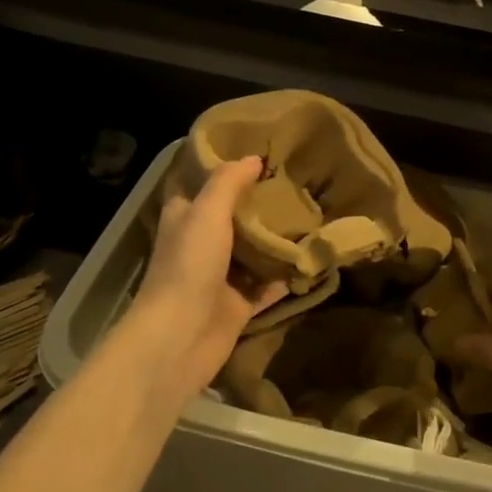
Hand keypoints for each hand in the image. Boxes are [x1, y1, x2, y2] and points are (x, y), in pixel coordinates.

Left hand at [125, 156, 286, 407]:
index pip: (203, 185)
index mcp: (185, 219)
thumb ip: (228, 183)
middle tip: (295, 183)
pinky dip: (285, 276)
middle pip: (232, 218)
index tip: (258, 154)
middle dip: (258, 204)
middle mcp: (201, 245)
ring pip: (252, 252)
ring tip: (310, 215)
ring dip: (275, 239)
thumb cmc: (188, 266)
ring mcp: (220, 277)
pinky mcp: (238, 306)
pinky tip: (310, 258)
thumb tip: (254, 158)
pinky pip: (267, 286)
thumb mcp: (206, 213)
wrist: (180, 337)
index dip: (225, 170)